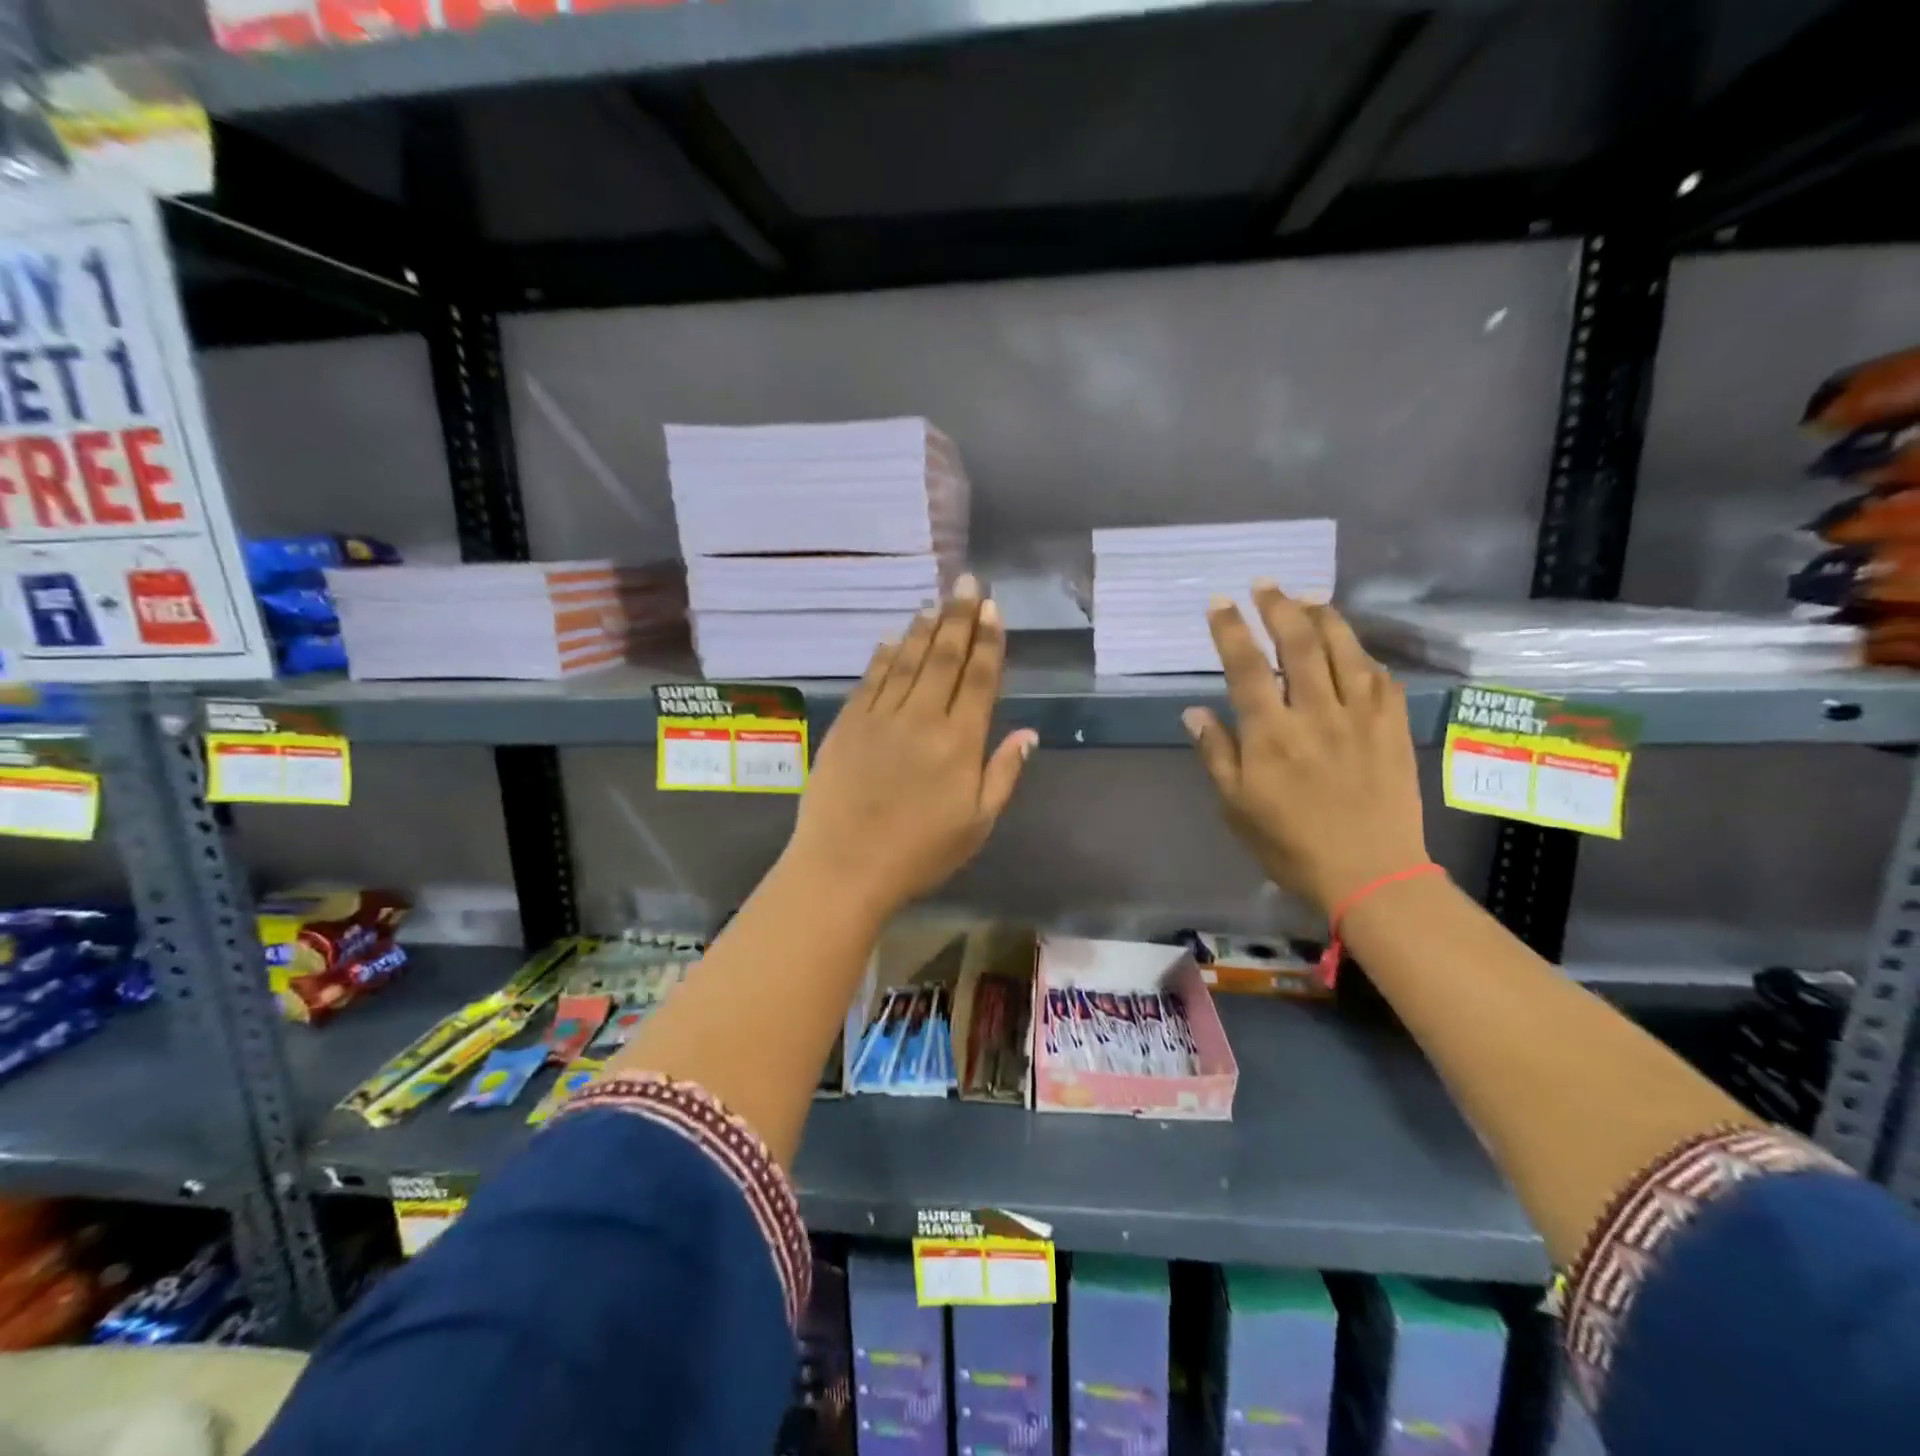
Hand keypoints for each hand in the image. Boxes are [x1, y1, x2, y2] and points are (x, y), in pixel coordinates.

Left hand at [784, 575, 1036, 921]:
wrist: (844, 867)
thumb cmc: (919, 853)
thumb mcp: (977, 824)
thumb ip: (1003, 774)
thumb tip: (1027, 733)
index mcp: (959, 743)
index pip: (979, 679)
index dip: (988, 641)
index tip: (993, 609)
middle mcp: (921, 719)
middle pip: (944, 658)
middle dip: (960, 617)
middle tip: (968, 582)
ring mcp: (880, 717)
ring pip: (908, 661)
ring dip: (925, 629)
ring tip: (937, 601)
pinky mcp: (848, 724)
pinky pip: (871, 679)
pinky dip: (884, 655)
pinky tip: (893, 638)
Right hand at [1182, 583, 1429, 913]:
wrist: (1371, 874)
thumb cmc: (1291, 844)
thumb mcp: (1236, 806)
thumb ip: (1216, 753)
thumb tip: (1194, 711)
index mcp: (1271, 735)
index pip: (1246, 667)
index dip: (1230, 629)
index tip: (1220, 602)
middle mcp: (1316, 714)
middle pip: (1298, 644)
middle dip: (1279, 607)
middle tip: (1265, 583)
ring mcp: (1360, 717)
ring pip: (1343, 650)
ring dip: (1324, 617)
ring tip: (1307, 597)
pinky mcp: (1393, 727)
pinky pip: (1380, 677)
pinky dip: (1362, 654)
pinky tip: (1352, 646)